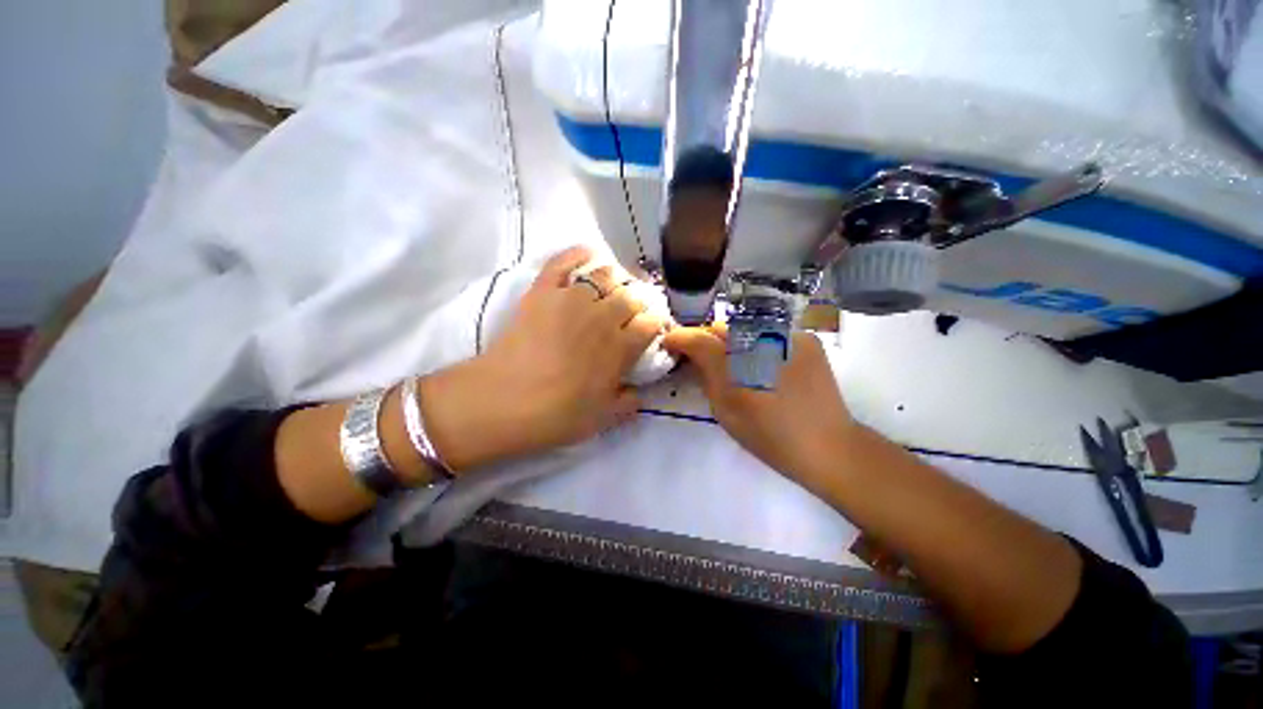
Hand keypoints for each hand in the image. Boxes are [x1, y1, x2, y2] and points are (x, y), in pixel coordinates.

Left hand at [420, 246, 667, 469]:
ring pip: (605, 274)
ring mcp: (572, 299)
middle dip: (639, 301)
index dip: (656, 324)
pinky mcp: (543, 291)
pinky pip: (563, 261)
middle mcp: (603, 317)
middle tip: (634, 311)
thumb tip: (639, 393)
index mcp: (621, 347)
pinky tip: (588, 254)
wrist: (501, 402)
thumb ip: (628, 403)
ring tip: (613, 288)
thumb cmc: (556, 415)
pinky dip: (578, 254)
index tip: (652, 330)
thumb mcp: (602, 419)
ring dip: (615, 279)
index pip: (651, 323)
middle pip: (632, 295)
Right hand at [662, 325, 857, 486]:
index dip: (680, 337)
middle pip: (721, 329)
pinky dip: (761, 346)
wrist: (828, 447)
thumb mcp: (725, 411)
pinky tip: (768, 367)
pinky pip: (770, 334)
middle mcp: (763, 340)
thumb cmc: (769, 436)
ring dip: (735, 343)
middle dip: (708, 341)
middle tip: (706, 361)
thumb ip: (705, 377)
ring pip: (745, 330)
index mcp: (738, 366)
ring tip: (740, 367)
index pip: (699, 338)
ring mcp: (788, 335)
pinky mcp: (807, 339)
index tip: (670, 343)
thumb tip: (691, 354)